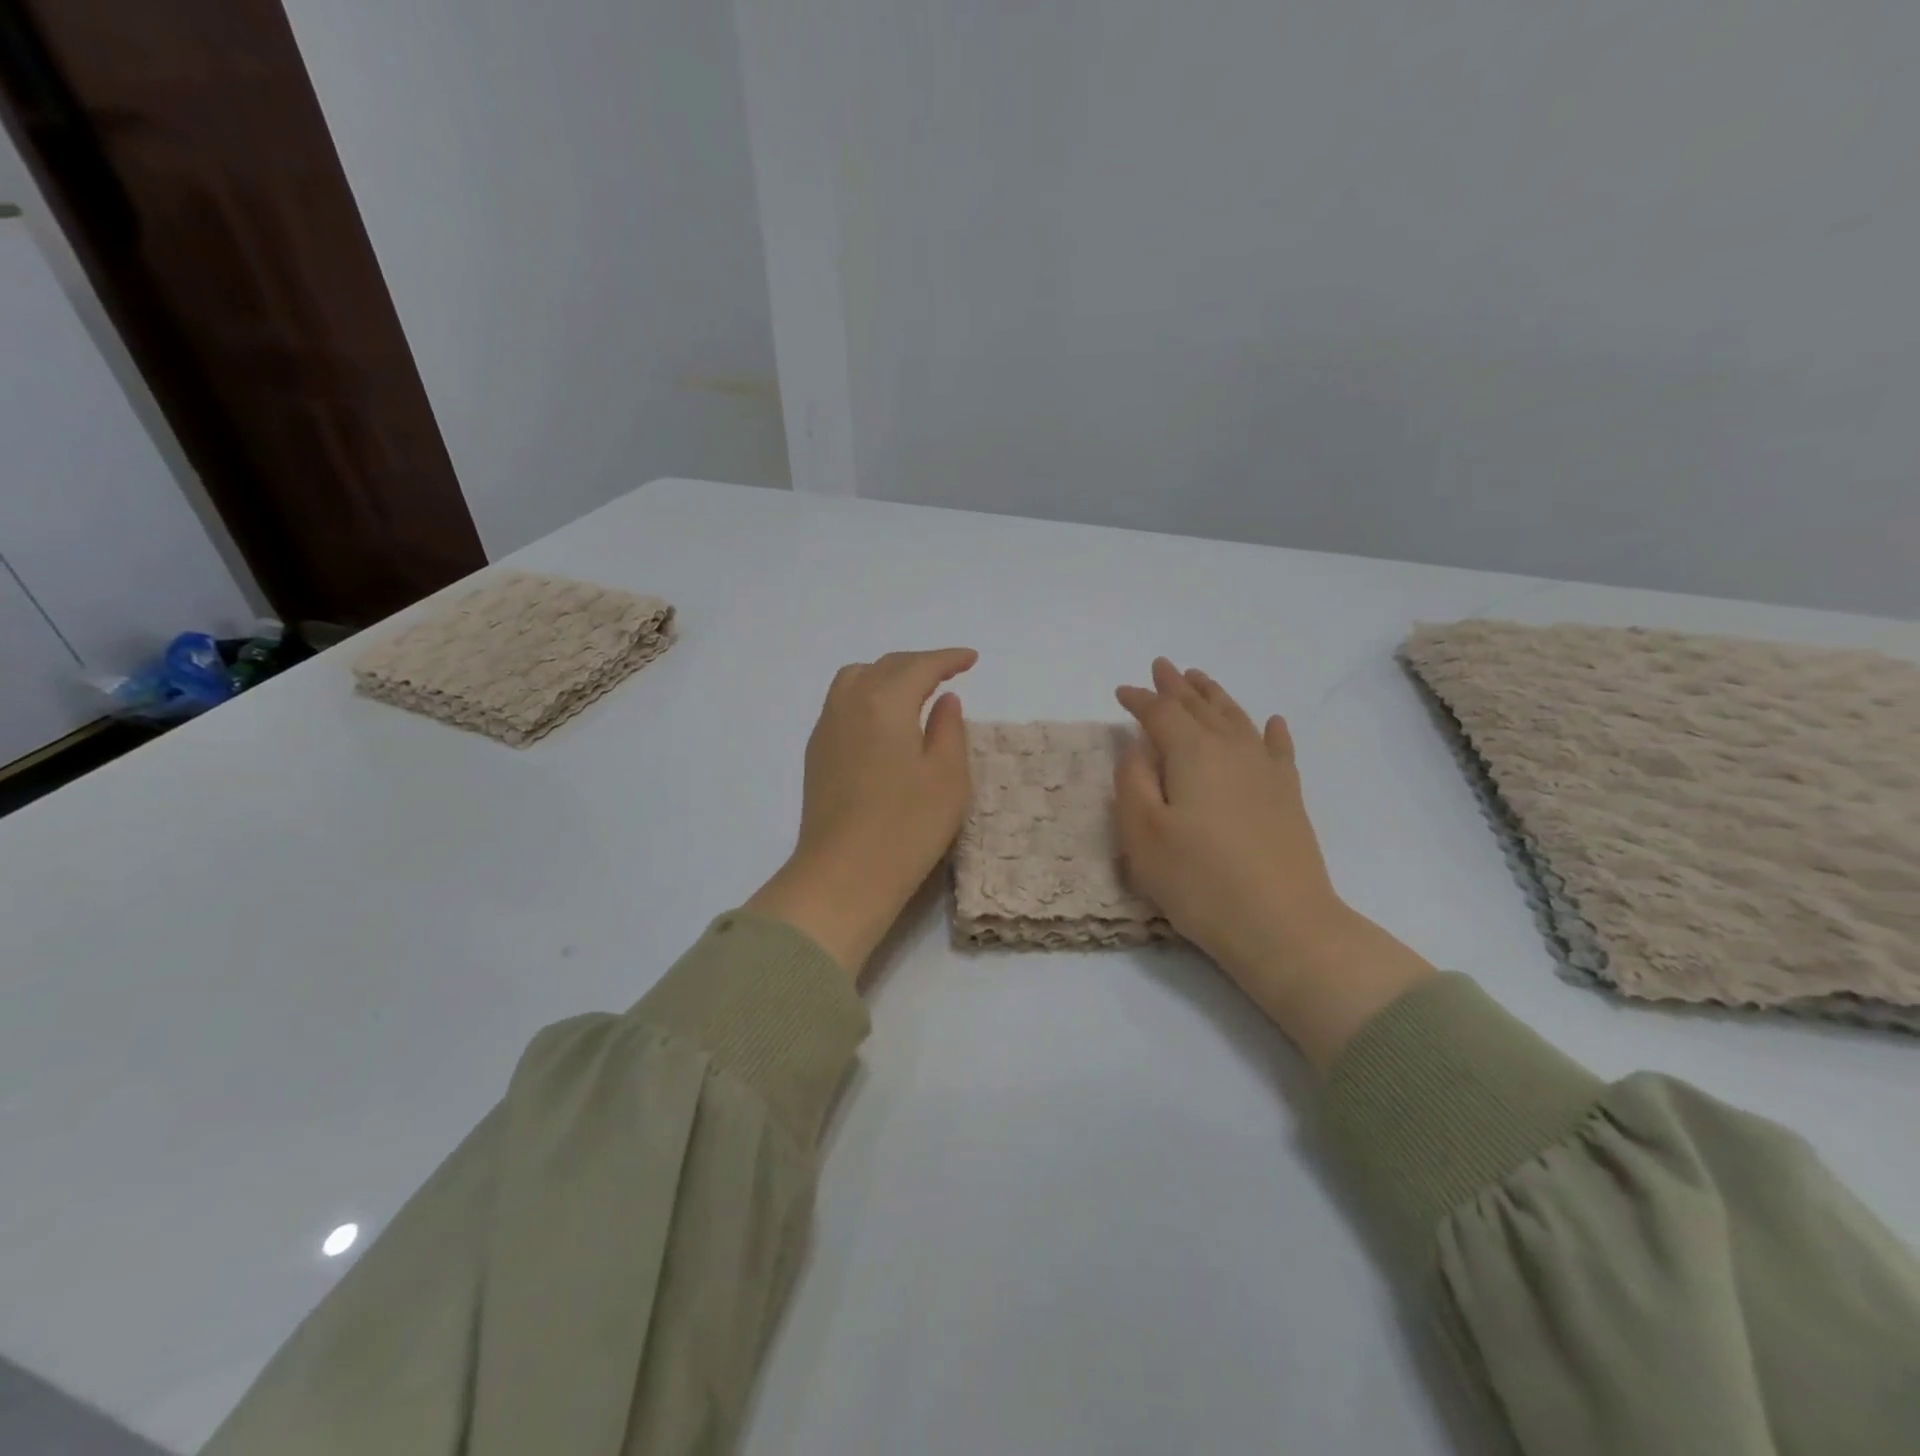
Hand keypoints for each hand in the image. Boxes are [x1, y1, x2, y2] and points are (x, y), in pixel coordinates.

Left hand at [747, 648, 977, 975]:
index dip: (948, 659)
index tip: (971, 659)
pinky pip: (842, 703)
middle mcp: (849, 703)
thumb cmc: (907, 827)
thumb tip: (943, 700)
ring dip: (887, 675)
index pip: (920, 666)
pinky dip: (867, 696)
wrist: (844, 875)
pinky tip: (882, 721)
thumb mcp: (948, 777)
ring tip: (912, 692)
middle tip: (948, 673)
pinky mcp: (816, 754)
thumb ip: (949, 729)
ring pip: (856, 680)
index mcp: (885, 701)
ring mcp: (827, 728)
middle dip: (919, 664)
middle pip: (885, 666)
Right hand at [1114, 659, 1433, 1069]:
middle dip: (1178, 686)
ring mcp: (1266, 772)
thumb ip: (1133, 782)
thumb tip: (1137, 745)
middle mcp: (1232, 750)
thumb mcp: (1143, 834)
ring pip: (1237, 719)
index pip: (1161, 713)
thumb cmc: (1199, 882)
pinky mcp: (1288, 797)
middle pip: (1201, 707)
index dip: (1139, 699)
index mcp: (1192, 754)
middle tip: (1162, 666)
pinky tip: (1271, 722)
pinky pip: (1279, 749)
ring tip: (1201, 679)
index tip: (1121, 691)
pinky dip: (1270, 732)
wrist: (1282, 925)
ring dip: (1216, 697)